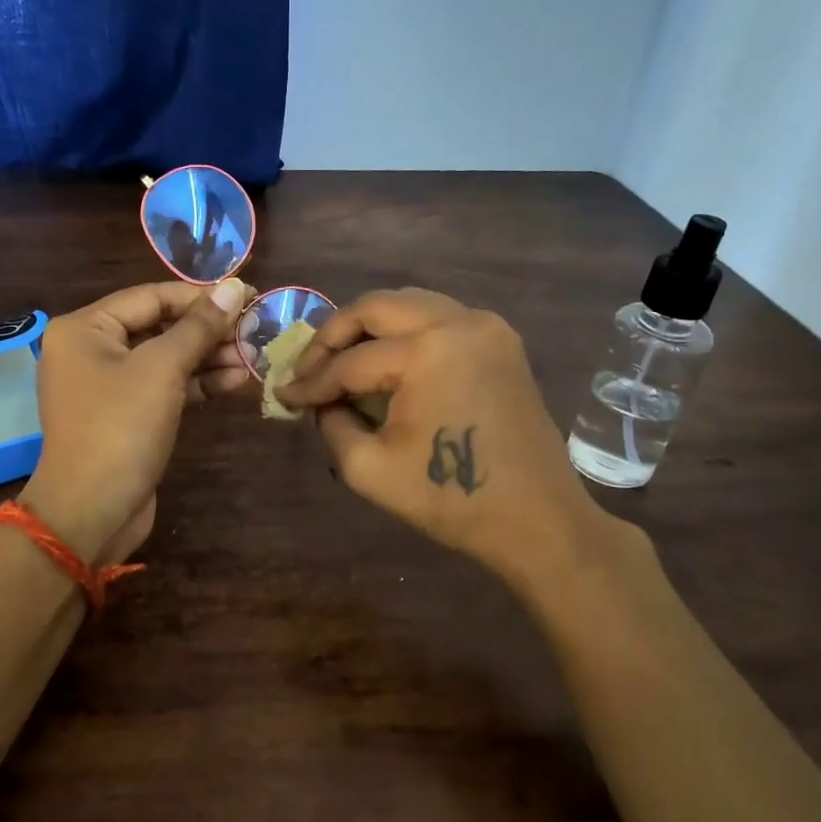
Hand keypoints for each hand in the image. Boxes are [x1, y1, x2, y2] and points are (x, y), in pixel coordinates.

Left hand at [20, 280, 250, 563]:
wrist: (91, 512)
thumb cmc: (121, 428)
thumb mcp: (162, 370)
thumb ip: (199, 326)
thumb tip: (235, 287)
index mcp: (85, 328)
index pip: (152, 297)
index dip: (202, 296)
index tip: (249, 296)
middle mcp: (90, 350)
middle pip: (159, 327)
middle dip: (208, 331)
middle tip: (256, 331)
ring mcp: (107, 385)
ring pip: (165, 359)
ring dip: (209, 358)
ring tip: (253, 357)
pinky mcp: (125, 415)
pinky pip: (164, 387)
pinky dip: (196, 384)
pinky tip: (236, 380)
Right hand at [277, 289, 616, 588]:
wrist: (537, 519)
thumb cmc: (451, 500)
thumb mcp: (368, 469)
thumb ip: (331, 424)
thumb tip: (323, 401)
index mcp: (427, 352)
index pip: (350, 361)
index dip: (311, 381)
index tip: (283, 395)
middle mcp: (458, 322)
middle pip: (376, 307)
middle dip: (334, 334)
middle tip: (309, 366)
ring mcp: (485, 326)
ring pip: (409, 303)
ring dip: (369, 326)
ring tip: (342, 360)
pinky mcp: (501, 340)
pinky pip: (438, 316)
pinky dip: (405, 330)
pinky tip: (387, 360)